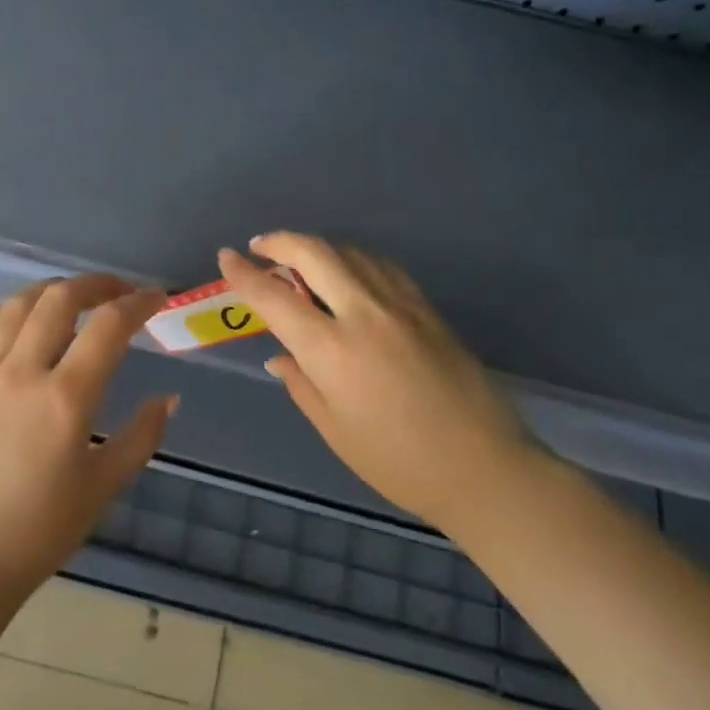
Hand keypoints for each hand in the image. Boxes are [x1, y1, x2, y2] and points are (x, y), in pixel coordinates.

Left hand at [0, 275, 177, 598]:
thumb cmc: (40, 530)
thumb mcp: (104, 487)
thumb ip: (141, 436)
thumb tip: (168, 398)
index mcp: (65, 399)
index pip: (108, 327)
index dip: (138, 303)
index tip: (157, 298)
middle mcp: (22, 373)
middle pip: (59, 299)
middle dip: (96, 284)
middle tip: (120, 292)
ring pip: (18, 305)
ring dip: (53, 290)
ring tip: (77, 298)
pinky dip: (12, 310)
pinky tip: (26, 316)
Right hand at [218, 234, 536, 529]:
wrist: (484, 467)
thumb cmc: (397, 461)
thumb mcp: (334, 429)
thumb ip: (301, 383)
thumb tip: (281, 354)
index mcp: (331, 350)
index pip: (275, 298)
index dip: (244, 274)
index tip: (226, 258)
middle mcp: (364, 314)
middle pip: (316, 253)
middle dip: (281, 242)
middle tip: (261, 246)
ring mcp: (401, 306)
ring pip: (352, 253)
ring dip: (319, 248)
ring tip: (301, 261)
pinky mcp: (428, 309)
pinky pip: (383, 268)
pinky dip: (355, 260)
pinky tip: (349, 274)